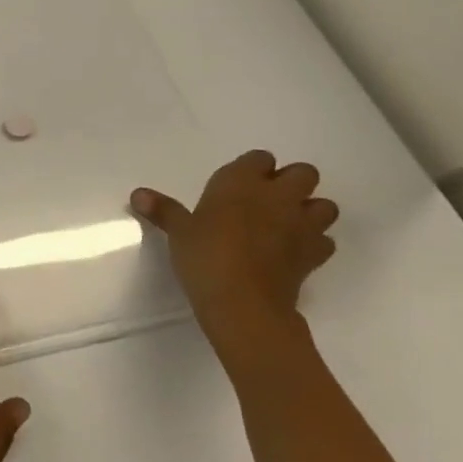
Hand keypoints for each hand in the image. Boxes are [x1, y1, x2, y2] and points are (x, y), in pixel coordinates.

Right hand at [132, 150, 338, 353]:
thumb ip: (163, 210)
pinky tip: (295, 253)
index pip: (260, 158)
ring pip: (325, 205)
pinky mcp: (315, 254)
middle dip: (292, 182)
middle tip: (267, 201)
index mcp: (242, 181)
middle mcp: (278, 195)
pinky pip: (325, 241)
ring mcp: (302, 224)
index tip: (238, 185)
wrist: (243, 303)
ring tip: (289, 224)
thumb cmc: (205, 256)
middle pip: (304, 173)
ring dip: (311, 210)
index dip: (253, 169)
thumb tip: (137, 194)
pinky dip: (315, 244)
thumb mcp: (179, 231)